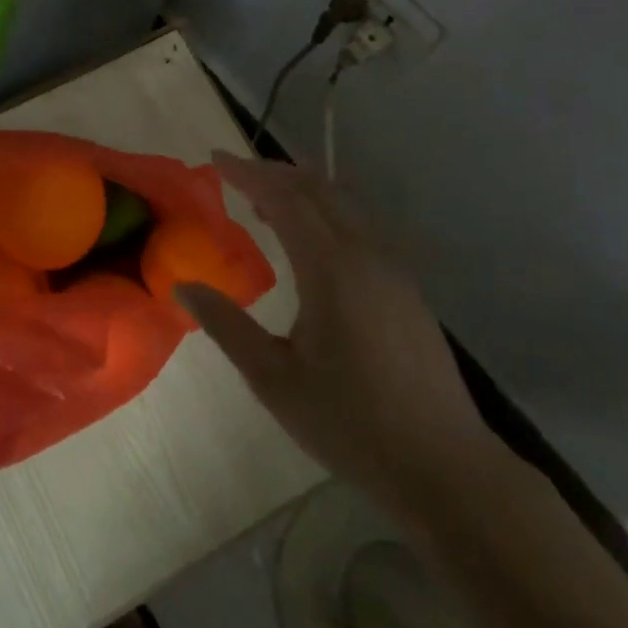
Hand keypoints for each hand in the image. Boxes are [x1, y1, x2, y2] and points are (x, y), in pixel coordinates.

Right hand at [174, 153, 501, 523]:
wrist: (444, 467)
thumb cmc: (349, 423)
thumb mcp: (273, 379)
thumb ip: (226, 325)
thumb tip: (183, 287)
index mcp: (332, 269)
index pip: (285, 199)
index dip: (247, 174)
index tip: (214, 160)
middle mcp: (366, 255)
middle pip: (318, 190)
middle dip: (274, 173)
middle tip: (234, 175)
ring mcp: (393, 271)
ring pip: (344, 206)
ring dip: (303, 192)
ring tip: (264, 204)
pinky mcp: (407, 290)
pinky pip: (360, 229)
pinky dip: (326, 216)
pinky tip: (309, 245)